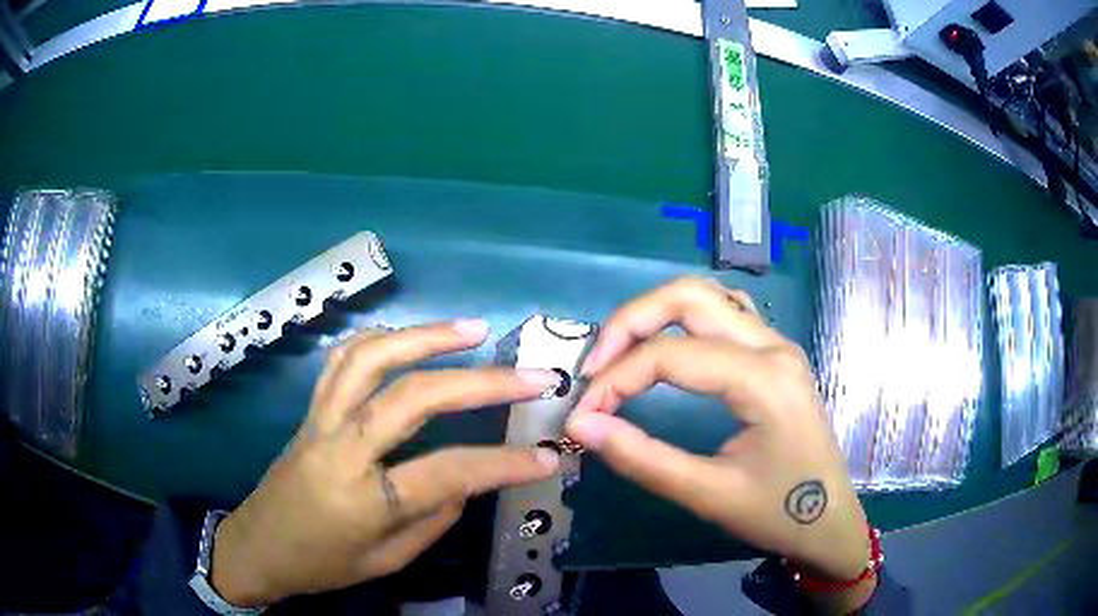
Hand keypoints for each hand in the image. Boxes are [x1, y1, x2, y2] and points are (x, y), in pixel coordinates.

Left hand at [210, 321, 561, 606]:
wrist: (258, 546)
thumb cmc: (322, 565)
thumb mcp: (386, 561)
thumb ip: (433, 520)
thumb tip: (468, 480)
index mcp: (364, 501)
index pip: (448, 473)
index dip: (505, 464)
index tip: (548, 456)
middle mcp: (342, 449)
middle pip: (414, 397)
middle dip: (482, 382)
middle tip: (532, 375)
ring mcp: (321, 420)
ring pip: (372, 358)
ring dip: (427, 336)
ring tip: (474, 330)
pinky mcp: (310, 409)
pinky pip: (342, 359)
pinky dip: (381, 338)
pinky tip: (410, 337)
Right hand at [564, 278, 873, 610]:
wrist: (829, 521)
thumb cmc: (778, 513)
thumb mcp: (708, 494)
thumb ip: (642, 457)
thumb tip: (583, 425)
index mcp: (764, 379)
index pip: (672, 355)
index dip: (616, 379)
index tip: (583, 414)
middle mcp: (773, 346)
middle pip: (688, 297)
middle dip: (630, 322)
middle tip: (595, 367)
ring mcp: (778, 344)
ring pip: (707, 296)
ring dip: (656, 313)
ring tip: (621, 355)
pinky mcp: (775, 354)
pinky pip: (725, 313)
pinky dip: (685, 318)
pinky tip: (668, 347)